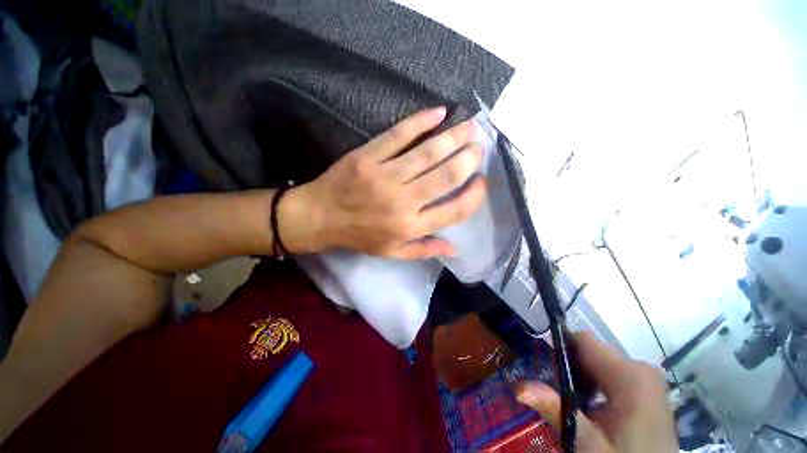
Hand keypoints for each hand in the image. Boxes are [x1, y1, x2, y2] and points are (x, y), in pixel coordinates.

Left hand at [287, 107, 485, 258]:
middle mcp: (402, 201)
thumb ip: (423, 250)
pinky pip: (398, 134)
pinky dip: (421, 121)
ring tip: (470, 126)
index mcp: (410, 226)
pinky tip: (439, 113)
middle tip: (480, 146)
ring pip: (427, 153)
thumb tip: (454, 248)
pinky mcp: (368, 156)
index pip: (454, 211)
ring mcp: (384, 176)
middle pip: (445, 177)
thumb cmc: (359, 236)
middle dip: (469, 159)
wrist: (320, 218)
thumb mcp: (392, 252)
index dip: (473, 196)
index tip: (482, 182)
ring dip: (453, 138)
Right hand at [517, 331, 677, 451]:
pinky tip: (592, 409)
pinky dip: (595, 385)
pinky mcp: (647, 390)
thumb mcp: (588, 444)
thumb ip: (556, 411)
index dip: (560, 349)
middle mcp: (641, 369)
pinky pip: (611, 374)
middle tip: (559, 394)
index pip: (583, 340)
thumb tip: (519, 387)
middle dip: (570, 367)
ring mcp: (647, 379)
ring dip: (582, 378)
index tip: (546, 370)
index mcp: (631, 375)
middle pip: (591, 351)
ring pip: (599, 362)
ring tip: (575, 405)